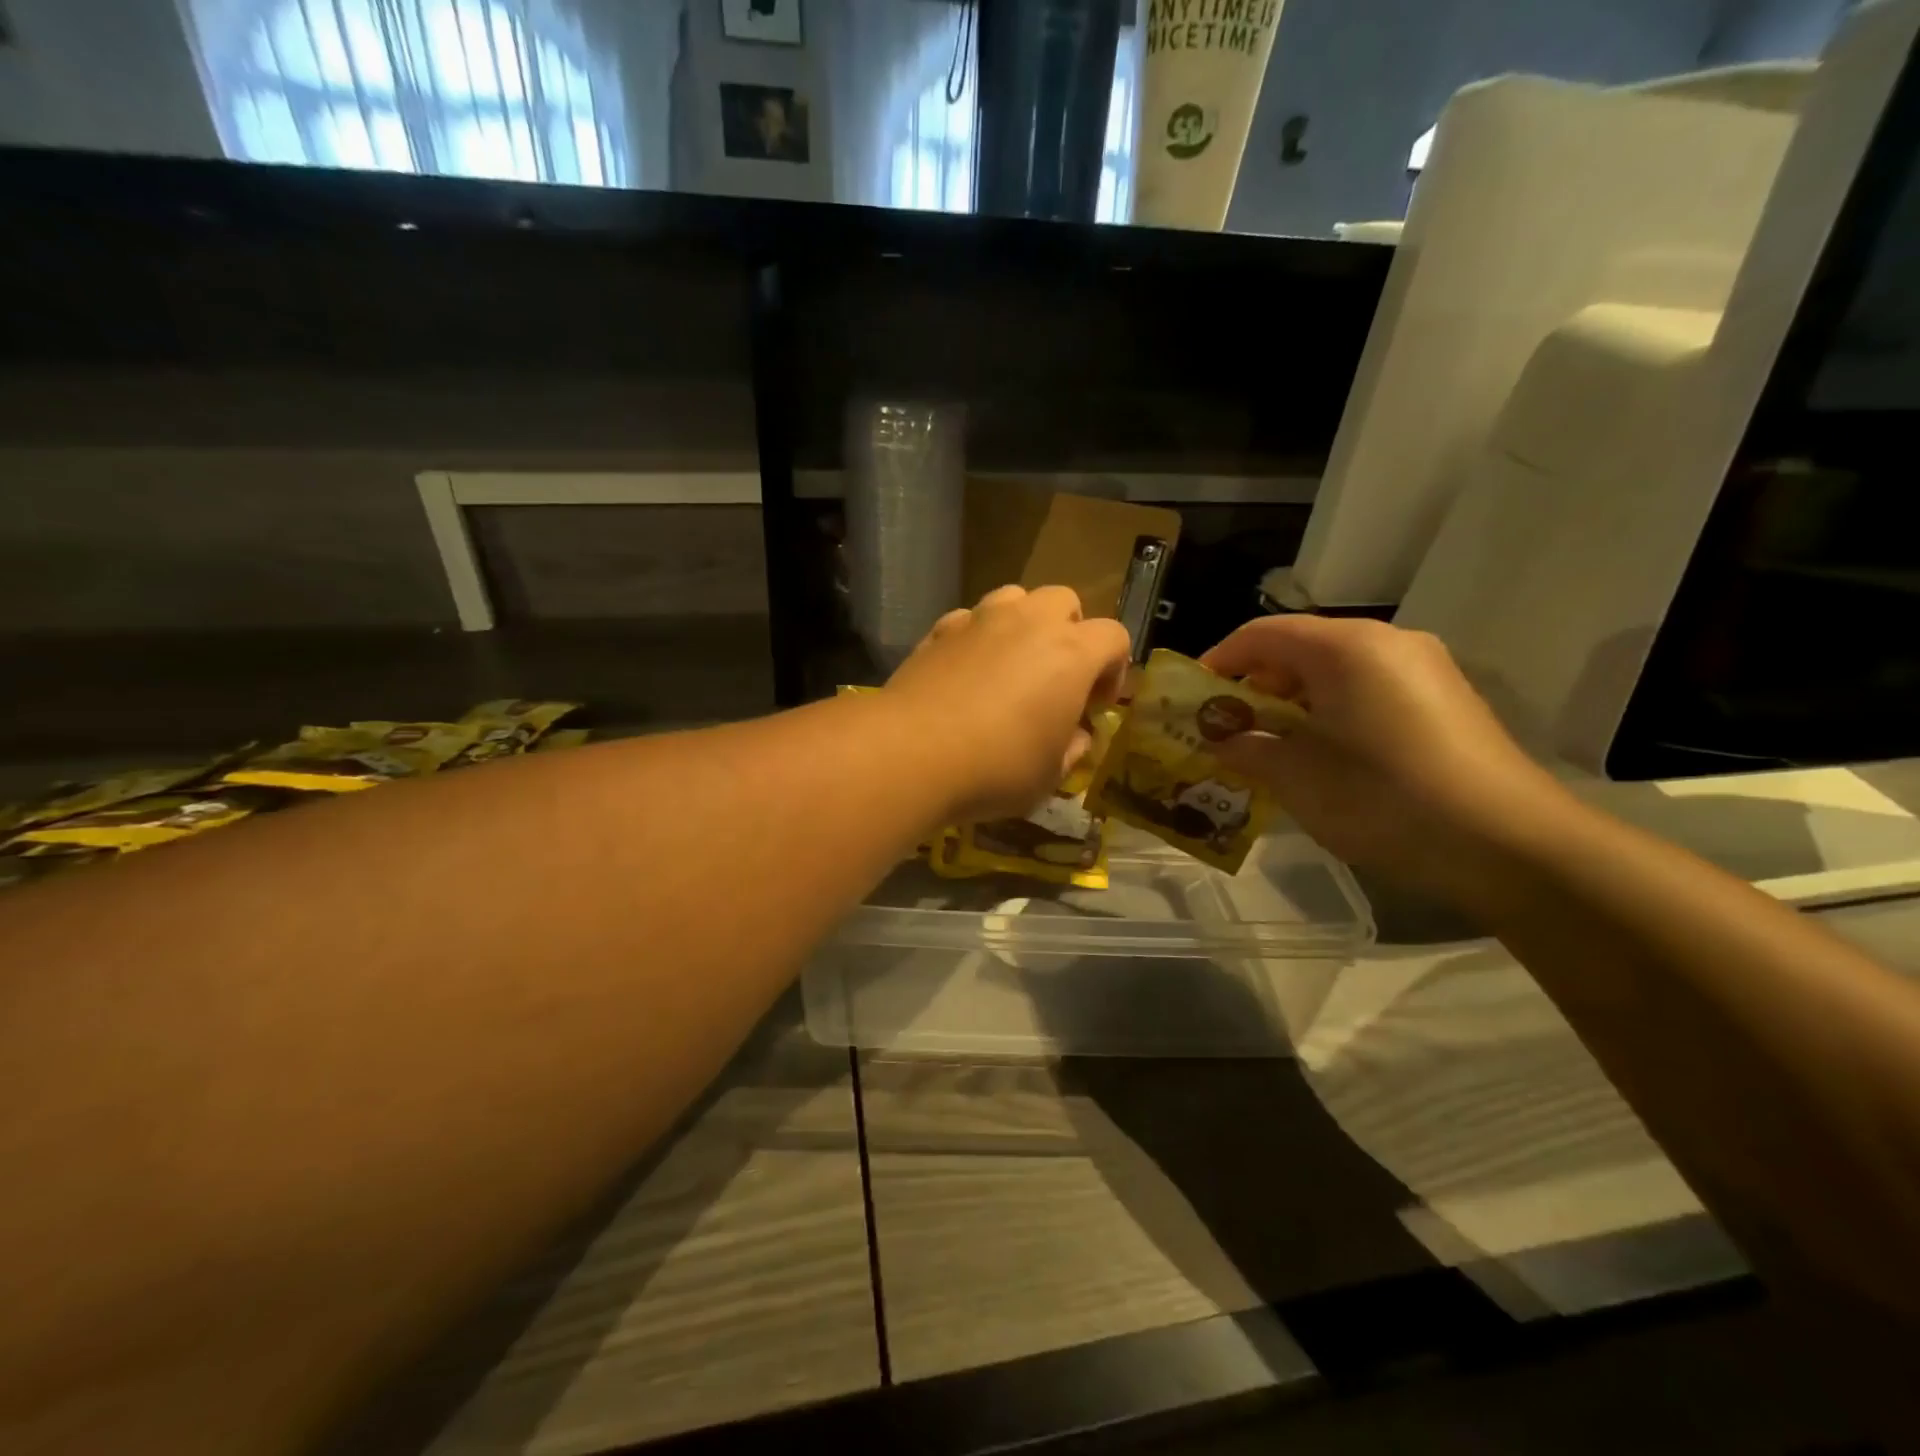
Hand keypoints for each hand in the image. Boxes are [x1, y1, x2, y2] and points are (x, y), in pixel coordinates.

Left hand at [886, 585, 1131, 821]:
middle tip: (1056, 678)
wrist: (911, 752)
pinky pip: (969, 620)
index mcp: (1071, 653)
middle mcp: (1028, 622)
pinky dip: (976, 638)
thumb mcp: (1050, 775)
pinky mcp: (938, 630)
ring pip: (1014, 598)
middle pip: (1064, 601)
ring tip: (1010, 666)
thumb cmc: (996, 768)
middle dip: (1069, 632)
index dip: (1113, 669)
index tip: (1095, 705)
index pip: (1114, 637)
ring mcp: (979, 620)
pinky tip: (965, 673)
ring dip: (1022, 624)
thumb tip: (1075, 737)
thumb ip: (1072, 749)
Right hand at [1201, 615, 1573, 903]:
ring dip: (1293, 701)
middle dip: (1255, 685)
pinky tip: (1324, 754)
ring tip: (1271, 745)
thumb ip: (1247, 749)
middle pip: (1299, 647)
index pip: (1261, 634)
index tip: (1191, 698)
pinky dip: (1332, 711)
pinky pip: (1369, 688)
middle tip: (1228, 728)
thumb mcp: (1297, 778)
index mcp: (1344, 647)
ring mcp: (1423, 668)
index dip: (1218, 661)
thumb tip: (1222, 741)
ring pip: (1335, 670)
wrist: (1510, 844)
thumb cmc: (1384, 799)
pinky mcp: (1445, 698)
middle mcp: (1386, 642)